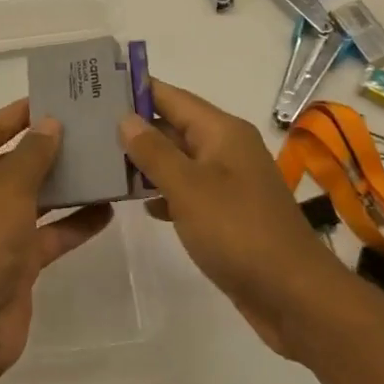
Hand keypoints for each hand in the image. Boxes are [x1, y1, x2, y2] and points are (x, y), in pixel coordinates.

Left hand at [0, 99, 112, 380]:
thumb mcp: (6, 186)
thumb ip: (33, 153)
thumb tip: (50, 124)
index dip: (18, 114)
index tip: (54, 99)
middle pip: (10, 164)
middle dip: (47, 150)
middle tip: (88, 129)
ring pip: (31, 199)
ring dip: (65, 186)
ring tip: (103, 163)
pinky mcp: (12, 263)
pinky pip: (45, 234)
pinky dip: (71, 223)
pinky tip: (106, 210)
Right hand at [119, 79, 342, 356]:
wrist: (294, 296)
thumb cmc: (238, 231)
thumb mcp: (188, 188)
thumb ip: (154, 151)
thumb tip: (126, 118)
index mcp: (222, 131)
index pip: (171, 96)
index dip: (137, 89)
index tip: (96, 86)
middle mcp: (227, 148)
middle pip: (174, 126)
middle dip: (136, 126)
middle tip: (89, 126)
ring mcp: (229, 182)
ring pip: (180, 160)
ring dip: (147, 161)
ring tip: (103, 161)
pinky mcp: (229, 213)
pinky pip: (189, 190)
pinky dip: (165, 192)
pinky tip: (139, 204)